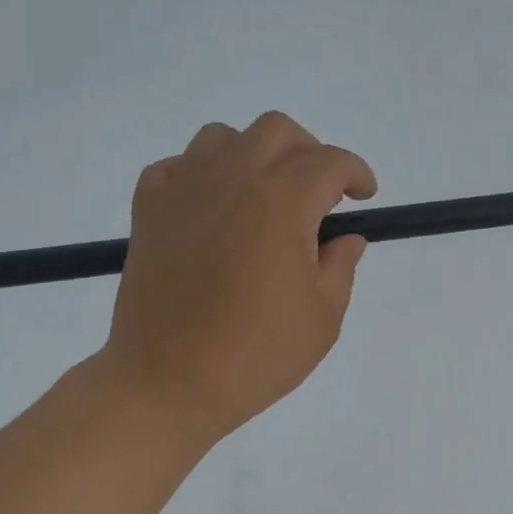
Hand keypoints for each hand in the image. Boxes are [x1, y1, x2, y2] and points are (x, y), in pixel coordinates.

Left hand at [99, 111, 377, 442]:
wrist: (169, 382)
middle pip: (277, 131)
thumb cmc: (256, 356)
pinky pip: (175, 168)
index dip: (355, 173)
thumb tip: (344, 238)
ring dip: (252, 154)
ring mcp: (184, 191)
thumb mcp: (322, 319)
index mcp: (282, 202)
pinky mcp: (148, 212)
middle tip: (318, 194)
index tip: (363, 197)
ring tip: (262, 196)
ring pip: (222, 137)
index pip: (329, 162)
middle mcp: (232, 179)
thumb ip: (340, 267)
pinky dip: (198, 174)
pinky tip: (210, 207)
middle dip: (309, 152)